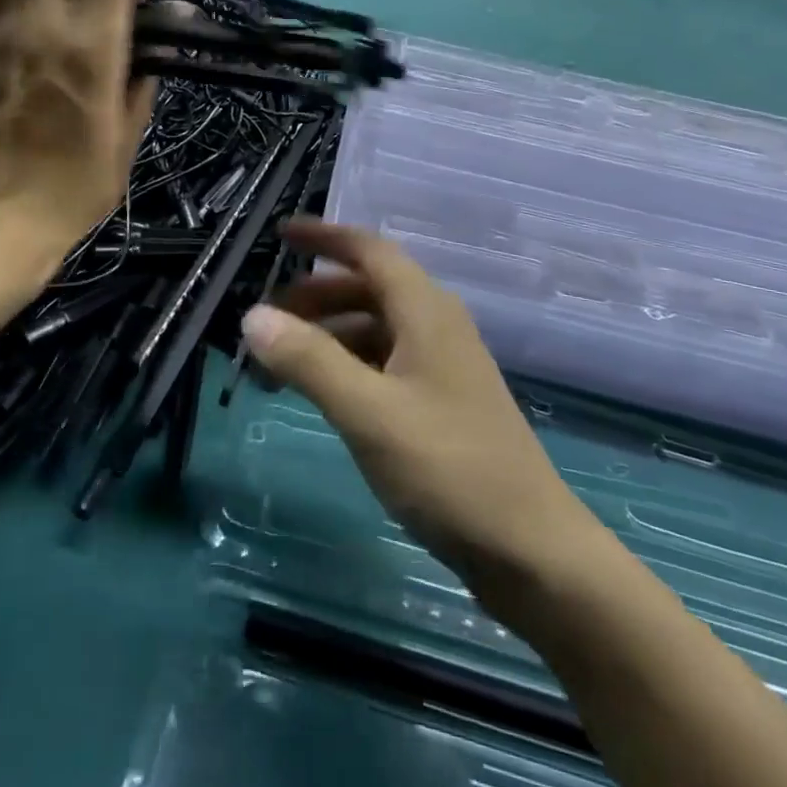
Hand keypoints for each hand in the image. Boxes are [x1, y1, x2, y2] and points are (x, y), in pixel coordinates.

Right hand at [240, 220, 586, 585]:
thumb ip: (309, 361)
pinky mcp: (444, 404)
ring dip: (329, 334)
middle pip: (369, 288)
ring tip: (283, 363)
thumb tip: (253, 315)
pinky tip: (326, 395)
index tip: (281, 234)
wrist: (533, 553)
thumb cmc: (449, 470)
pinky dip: (349, 366)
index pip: (370, 251)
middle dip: (316, 296)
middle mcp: (437, 326)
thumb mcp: (368, 412)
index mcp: (426, 311)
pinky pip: (386, 363)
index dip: (325, 237)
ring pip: (376, 328)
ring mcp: (444, 366)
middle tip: (268, 319)